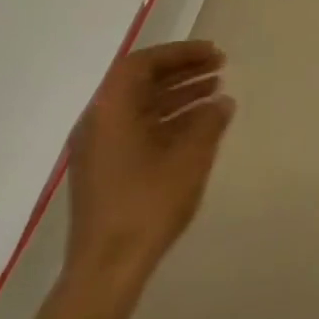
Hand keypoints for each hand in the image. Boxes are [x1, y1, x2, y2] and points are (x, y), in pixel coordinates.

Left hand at [62, 40, 235, 297]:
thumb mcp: (190, 158)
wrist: (108, 265)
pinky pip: (137, 129)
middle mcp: (97, 123)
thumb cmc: (149, 203)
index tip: (214, 53)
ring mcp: (98, 149)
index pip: (141, 64)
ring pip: (140, 107)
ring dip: (177, 95)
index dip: (179, 54)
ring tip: (216, 93)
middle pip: (138, 83)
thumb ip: (208, 122)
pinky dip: (168, 120)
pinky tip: (199, 127)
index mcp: (110, 112)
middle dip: (180, 71)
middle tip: (220, 66)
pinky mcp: (105, 170)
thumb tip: (221, 101)